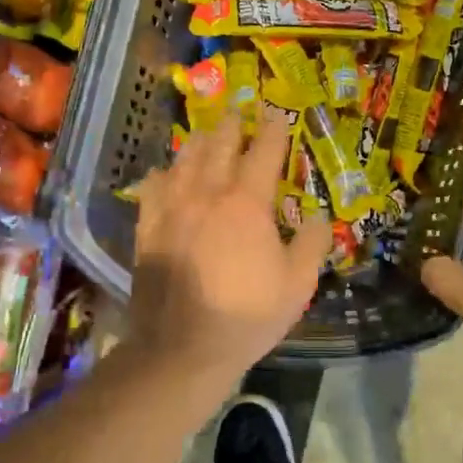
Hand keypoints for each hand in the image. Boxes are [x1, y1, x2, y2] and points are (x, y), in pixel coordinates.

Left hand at [126, 117, 331, 393]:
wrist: (182, 347)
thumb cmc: (247, 316)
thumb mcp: (297, 285)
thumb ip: (311, 244)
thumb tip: (315, 216)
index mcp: (247, 204)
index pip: (264, 152)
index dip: (274, 131)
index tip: (279, 116)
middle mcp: (206, 194)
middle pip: (219, 145)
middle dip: (232, 126)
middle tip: (239, 114)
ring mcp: (171, 209)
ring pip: (183, 160)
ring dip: (199, 142)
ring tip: (206, 134)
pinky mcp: (147, 228)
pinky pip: (153, 187)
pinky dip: (163, 173)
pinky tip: (165, 173)